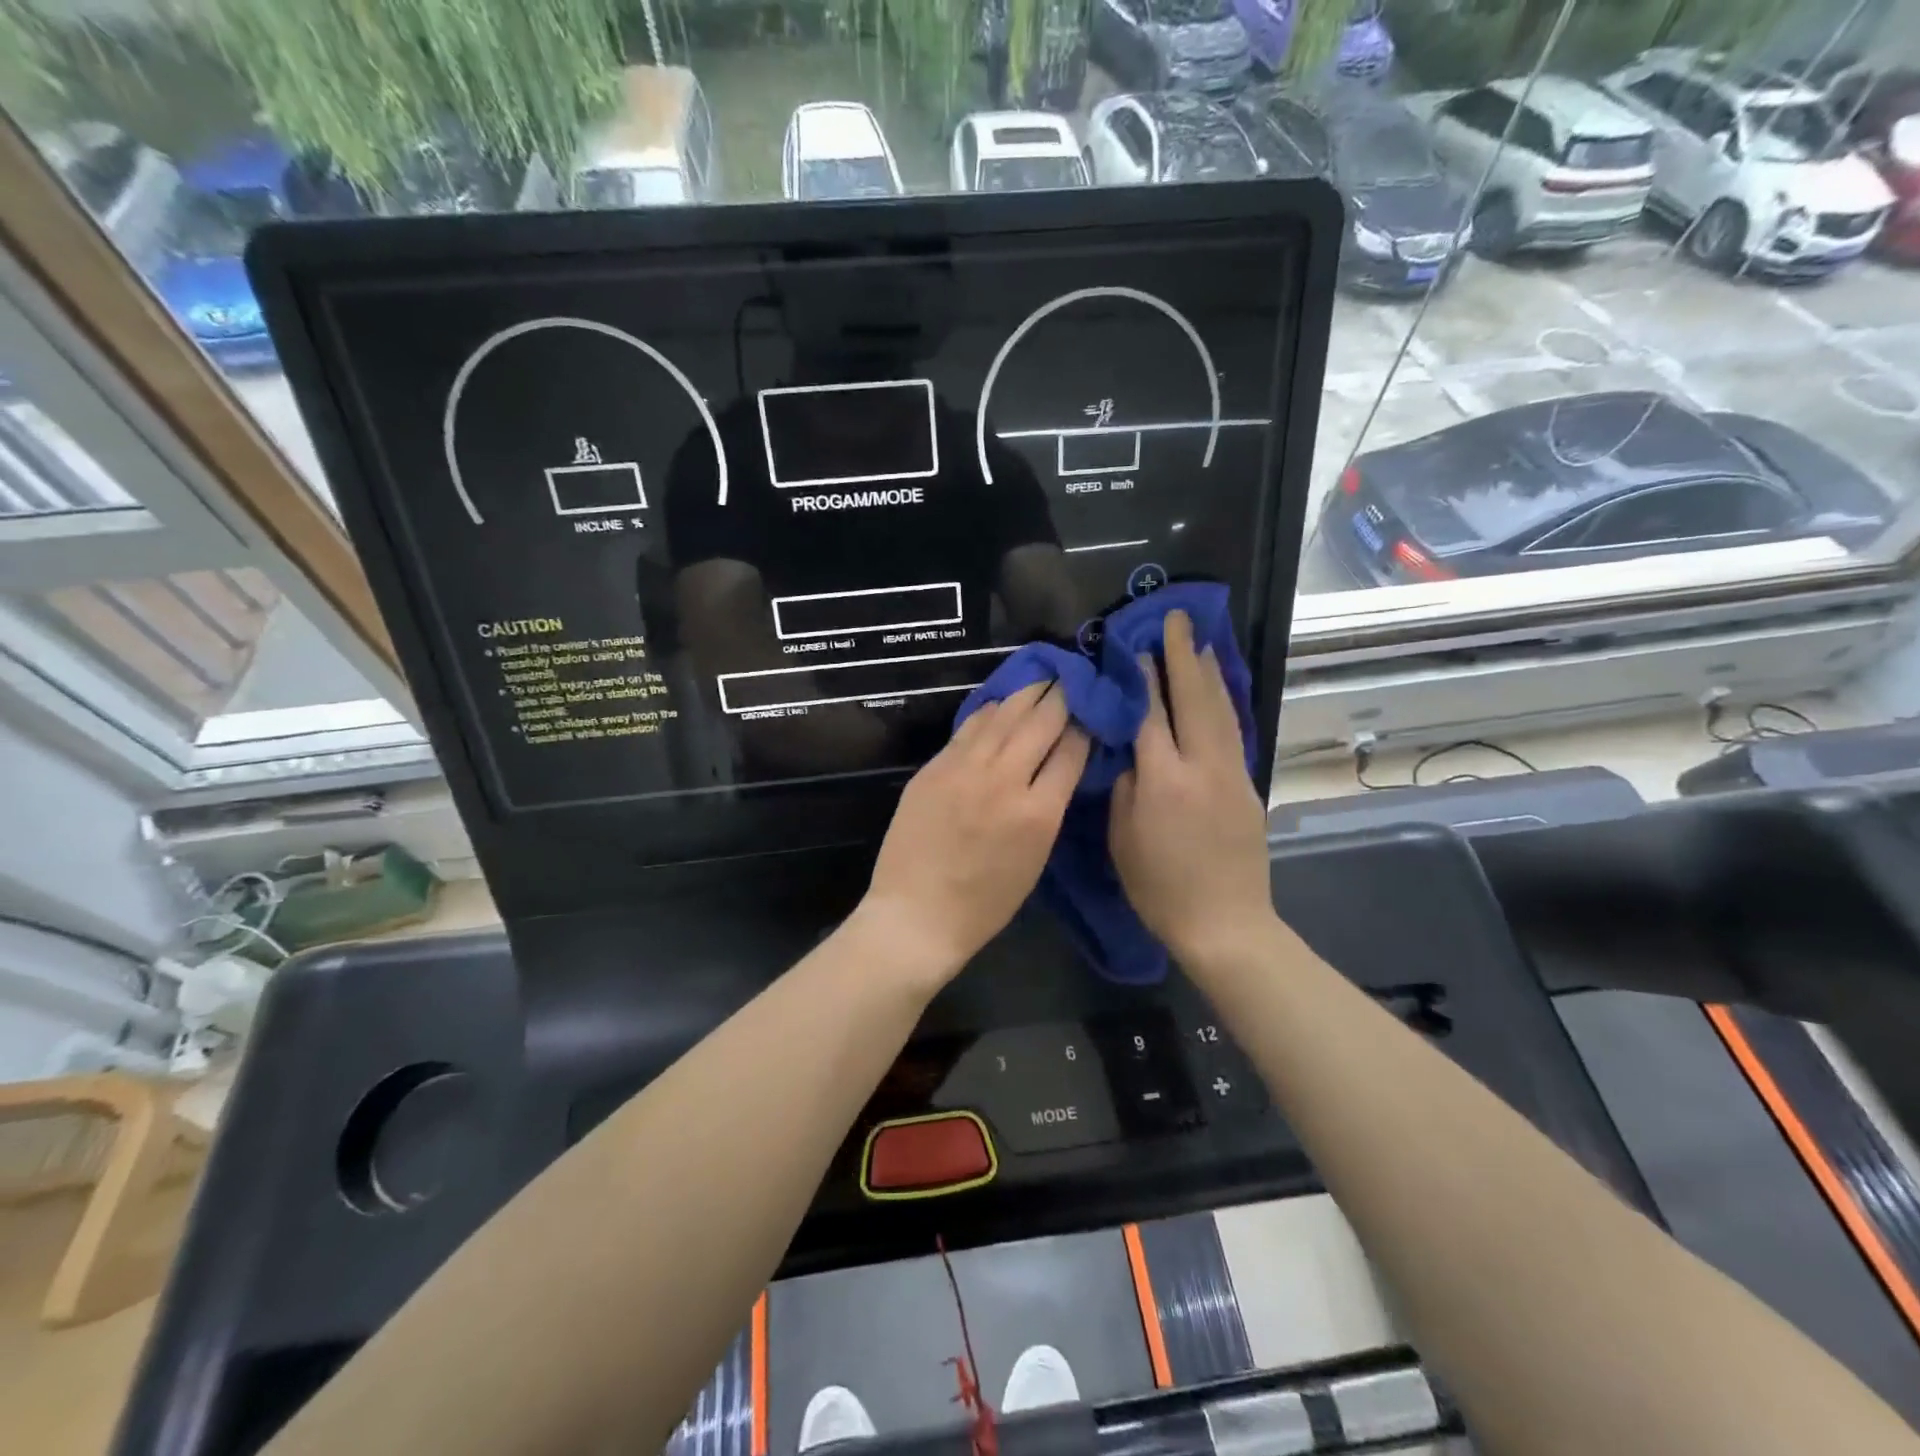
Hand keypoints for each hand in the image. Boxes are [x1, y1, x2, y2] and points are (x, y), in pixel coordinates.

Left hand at [861, 681, 1089, 985]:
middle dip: (1062, 696)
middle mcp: (1005, 779)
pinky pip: (969, 728)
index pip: (1072, 749)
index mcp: (1039, 813)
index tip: (1090, 711)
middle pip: (1042, 721)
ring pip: (1004, 714)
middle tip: (1072, 679)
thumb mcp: (1035, 859)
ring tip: (1042, 678)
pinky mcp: (934, 767)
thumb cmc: (985, 904)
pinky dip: (990, 712)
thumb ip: (1048, 807)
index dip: (1085, 725)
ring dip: (1028, 693)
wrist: (917, 915)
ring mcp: (965, 769)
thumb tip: (1058, 766)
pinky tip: (1000, 704)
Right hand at [1110, 611, 1273, 966]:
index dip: (1143, 678)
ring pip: (1220, 710)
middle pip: (1194, 698)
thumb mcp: (1123, 837)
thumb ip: (1126, 785)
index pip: (1151, 714)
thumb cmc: (1159, 886)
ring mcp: (1232, 774)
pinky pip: (1232, 732)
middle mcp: (1203, 766)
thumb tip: (1133, 750)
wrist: (1225, 923)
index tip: (1136, 646)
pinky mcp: (1248, 787)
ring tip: (1201, 642)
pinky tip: (1216, 691)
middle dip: (1184, 656)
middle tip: (1177, 620)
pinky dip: (1221, 702)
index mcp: (1164, 780)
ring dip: (1209, 673)